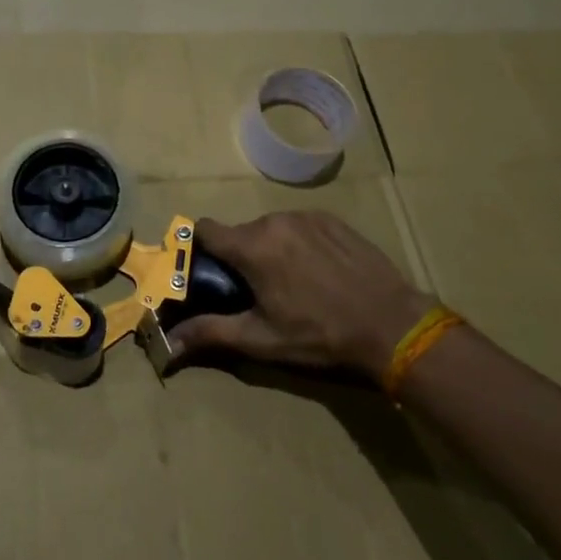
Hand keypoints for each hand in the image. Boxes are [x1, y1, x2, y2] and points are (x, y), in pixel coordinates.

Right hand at [168, 211, 433, 384]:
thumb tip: (167, 343)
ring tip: (291, 283)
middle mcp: (274, 221)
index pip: (205, 229)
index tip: (208, 272)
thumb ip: (210, 332)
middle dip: (240, 257)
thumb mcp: (261, 340)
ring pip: (270, 229)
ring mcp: (306, 216)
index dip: (199, 248)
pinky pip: (299, 226)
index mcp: (252, 247)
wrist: (393, 325)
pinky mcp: (332, 219)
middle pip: (240, 233)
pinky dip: (298, 243)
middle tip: (256, 291)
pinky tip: (318, 271)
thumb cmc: (320, 336)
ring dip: (270, 249)